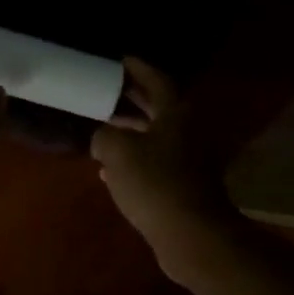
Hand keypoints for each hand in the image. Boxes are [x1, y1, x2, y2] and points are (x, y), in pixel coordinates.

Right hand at [91, 60, 238, 284]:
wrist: (190, 234)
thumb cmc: (155, 183)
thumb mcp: (117, 151)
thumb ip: (103, 136)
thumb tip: (102, 138)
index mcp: (176, 113)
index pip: (157, 80)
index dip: (138, 69)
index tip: (121, 60)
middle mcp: (187, 132)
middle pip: (158, 108)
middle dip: (132, 100)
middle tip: (108, 91)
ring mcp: (189, 160)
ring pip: (156, 137)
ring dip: (131, 132)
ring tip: (103, 129)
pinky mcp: (184, 186)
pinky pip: (156, 164)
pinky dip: (135, 161)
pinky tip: (110, 171)